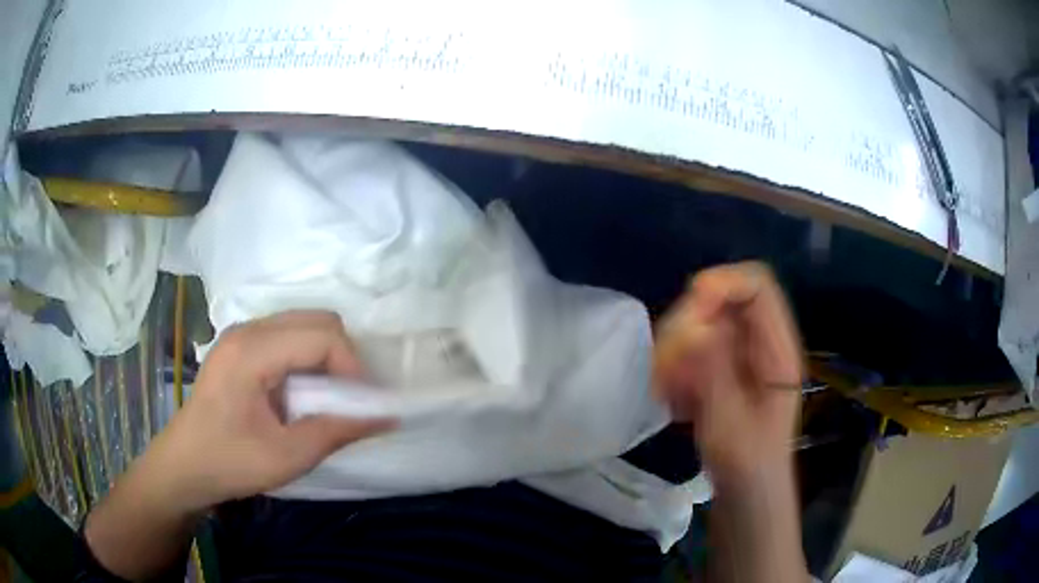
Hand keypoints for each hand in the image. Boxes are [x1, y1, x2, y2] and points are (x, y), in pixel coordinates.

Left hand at [138, 311, 394, 512]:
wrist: (184, 466)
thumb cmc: (230, 463)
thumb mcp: (287, 456)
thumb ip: (338, 431)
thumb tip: (387, 416)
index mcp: (252, 351)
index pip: (322, 335)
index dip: (353, 367)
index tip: (361, 407)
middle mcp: (247, 329)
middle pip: (316, 320)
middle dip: (343, 357)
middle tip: (349, 401)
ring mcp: (241, 335)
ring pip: (303, 325)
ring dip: (326, 358)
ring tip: (328, 400)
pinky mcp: (240, 346)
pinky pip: (287, 337)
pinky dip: (308, 360)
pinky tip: (302, 394)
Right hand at [654, 262, 801, 491]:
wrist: (747, 496)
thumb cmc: (747, 465)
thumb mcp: (730, 423)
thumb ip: (714, 372)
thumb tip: (694, 325)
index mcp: (777, 349)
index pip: (757, 286)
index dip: (722, 284)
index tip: (689, 312)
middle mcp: (760, 344)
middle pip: (723, 300)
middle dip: (688, 323)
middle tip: (665, 362)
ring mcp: (739, 356)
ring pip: (701, 324)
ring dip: (675, 349)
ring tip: (664, 388)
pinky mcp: (722, 370)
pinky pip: (692, 350)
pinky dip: (675, 367)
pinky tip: (670, 399)